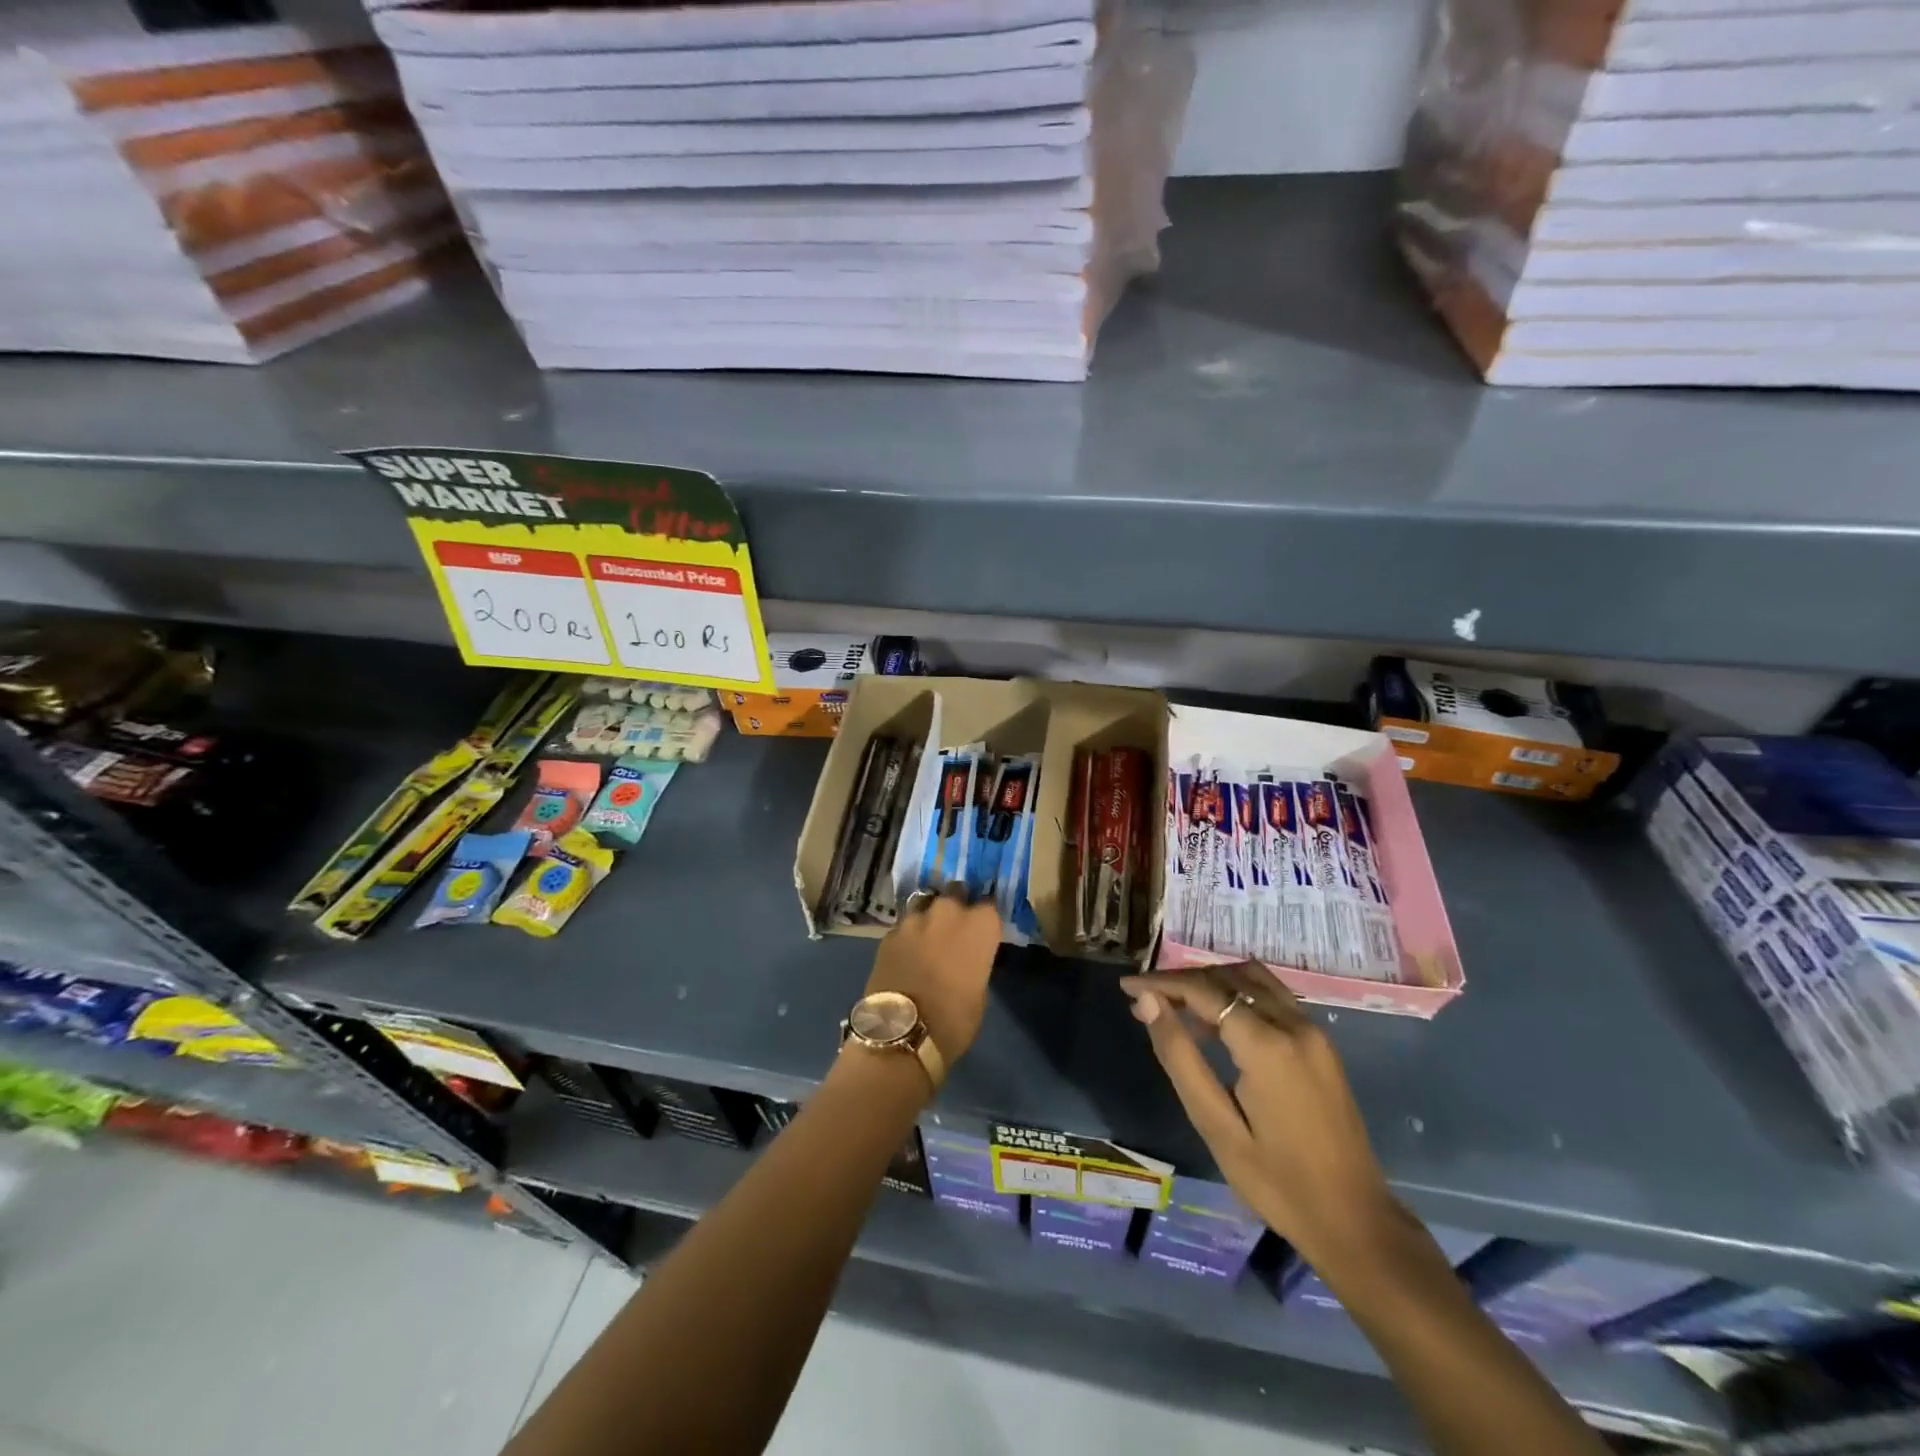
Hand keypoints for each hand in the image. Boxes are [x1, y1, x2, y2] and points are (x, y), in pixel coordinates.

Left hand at [864, 887, 1000, 1063]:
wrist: (902, 1032)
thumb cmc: (954, 1019)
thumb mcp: (979, 991)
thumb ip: (975, 961)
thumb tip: (966, 957)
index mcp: (979, 925)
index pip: (989, 906)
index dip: (984, 918)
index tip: (982, 929)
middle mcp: (949, 912)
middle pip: (956, 894)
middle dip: (956, 907)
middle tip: (954, 929)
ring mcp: (915, 919)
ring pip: (926, 905)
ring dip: (930, 917)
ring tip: (928, 937)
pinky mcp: (889, 933)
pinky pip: (904, 926)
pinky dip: (908, 936)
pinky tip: (906, 953)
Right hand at [1118, 963, 1396, 1268]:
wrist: (1356, 1222)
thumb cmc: (1278, 1183)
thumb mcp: (1216, 1125)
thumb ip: (1180, 1056)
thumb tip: (1147, 1002)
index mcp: (1267, 1045)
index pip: (1203, 991)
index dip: (1161, 983)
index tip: (1127, 986)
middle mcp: (1293, 1024)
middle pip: (1227, 977)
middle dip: (1182, 980)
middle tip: (1145, 998)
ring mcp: (1313, 1031)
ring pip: (1252, 979)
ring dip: (1211, 981)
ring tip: (1174, 1003)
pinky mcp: (1321, 1043)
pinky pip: (1272, 996)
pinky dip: (1238, 993)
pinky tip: (1215, 1020)